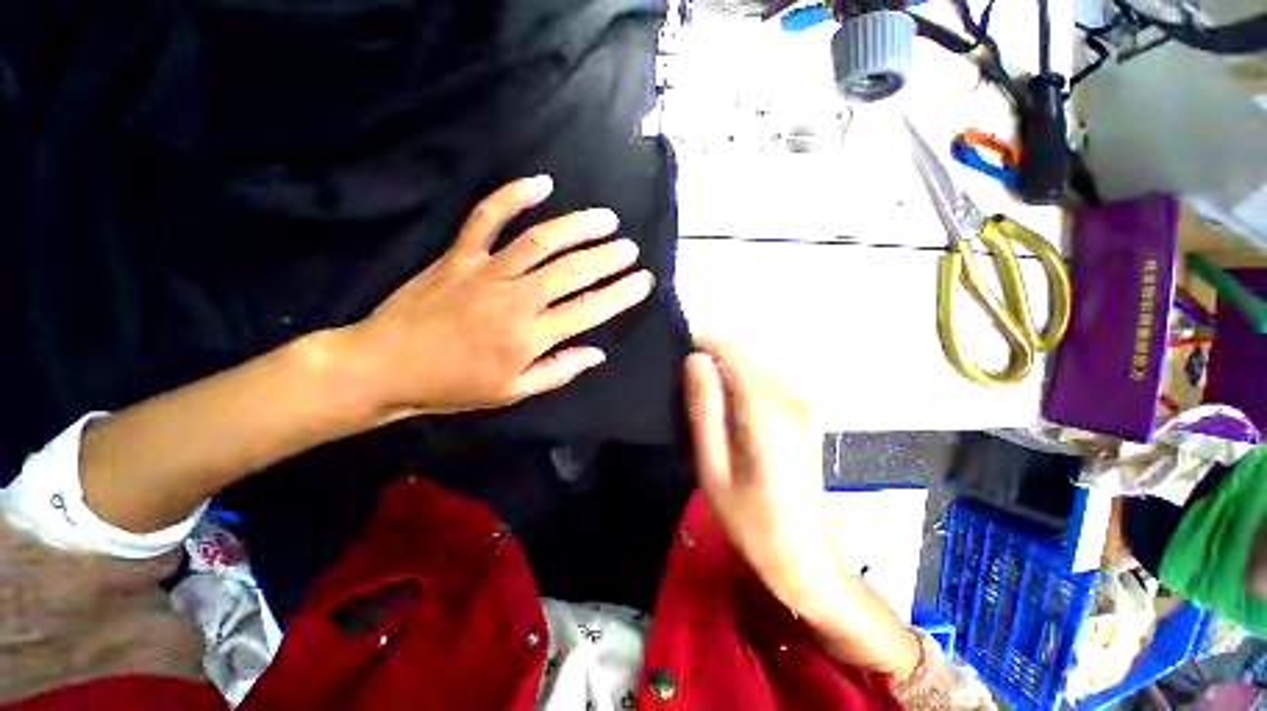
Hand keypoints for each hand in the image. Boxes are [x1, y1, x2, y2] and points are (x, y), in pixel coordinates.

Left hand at [343, 176, 653, 422]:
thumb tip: (598, 353)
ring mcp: (486, 271)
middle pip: (572, 271)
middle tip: (630, 248)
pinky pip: (487, 217)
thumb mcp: (514, 392)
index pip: (589, 310)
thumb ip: (560, 371)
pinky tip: (541, 184)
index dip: (621, 294)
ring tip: (606, 219)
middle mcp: (515, 299)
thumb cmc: (455, 386)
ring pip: (541, 240)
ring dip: (578, 226)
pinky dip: (513, 196)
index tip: (644, 281)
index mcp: (530, 337)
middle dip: (608, 257)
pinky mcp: (459, 254)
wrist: (386, 365)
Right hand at [685, 338, 921, 677]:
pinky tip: (723, 403)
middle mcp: (791, 398)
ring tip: (696, 388)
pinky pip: (765, 381)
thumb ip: (704, 409)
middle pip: (747, 355)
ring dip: (725, 366)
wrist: (807, 558)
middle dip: (713, 352)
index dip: (706, 340)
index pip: (735, 352)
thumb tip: (694, 360)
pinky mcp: (803, 414)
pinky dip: (740, 380)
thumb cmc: (753, 520)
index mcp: (768, 411)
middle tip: (681, 372)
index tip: (678, 345)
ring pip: (756, 366)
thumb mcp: (714, 467)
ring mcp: (802, 405)